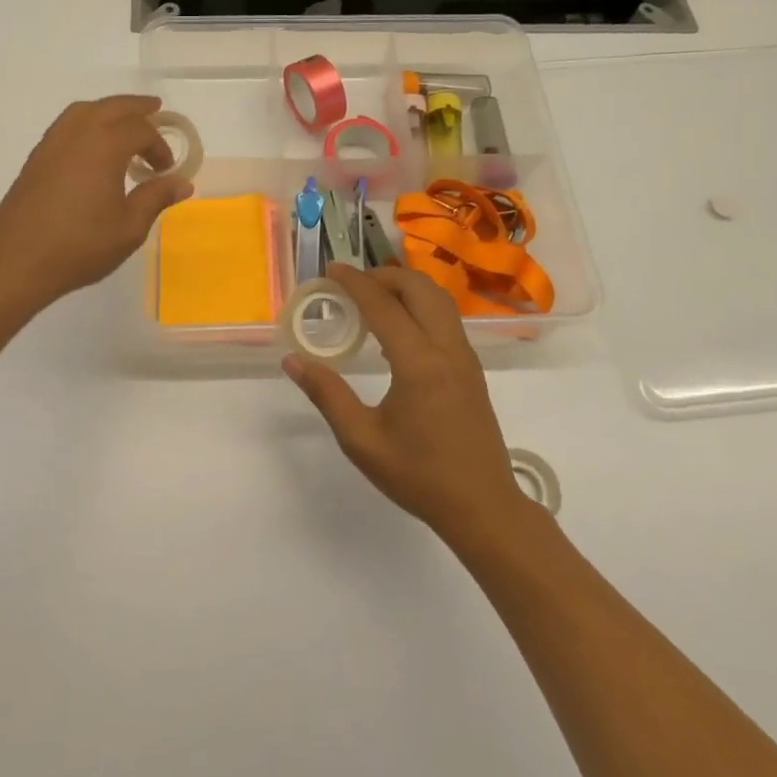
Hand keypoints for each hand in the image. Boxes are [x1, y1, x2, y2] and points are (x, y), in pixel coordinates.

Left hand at [0, 96, 193, 306]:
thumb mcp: (129, 227)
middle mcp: (77, 134)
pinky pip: (66, 125)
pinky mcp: (36, 159)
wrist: (16, 262)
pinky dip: (86, 123)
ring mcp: (51, 144)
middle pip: (112, 107)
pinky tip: (92, 146)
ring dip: (108, 110)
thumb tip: (182, 183)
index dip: (159, 146)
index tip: (166, 171)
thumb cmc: (80, 245)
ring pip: (84, 111)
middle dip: (136, 107)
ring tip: (123, 122)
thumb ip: (156, 198)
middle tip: (155, 109)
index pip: (140, 130)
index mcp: (104, 145)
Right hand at [285, 264, 532, 543]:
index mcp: (419, 363)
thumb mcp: (362, 441)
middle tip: (352, 284)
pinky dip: (420, 305)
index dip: (355, 283)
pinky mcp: (472, 368)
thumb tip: (293, 360)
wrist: (483, 506)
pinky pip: (446, 318)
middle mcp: (447, 349)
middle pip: (419, 288)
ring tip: (373, 299)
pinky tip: (398, 329)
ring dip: (406, 287)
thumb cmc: (418, 476)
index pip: (383, 305)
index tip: (330, 270)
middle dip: (384, 276)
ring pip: (439, 299)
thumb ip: (327, 395)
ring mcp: (465, 356)